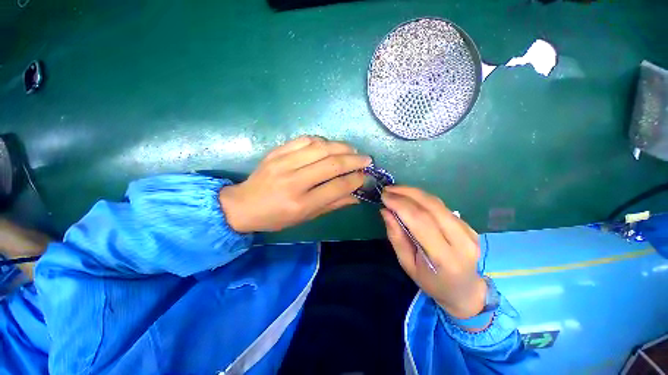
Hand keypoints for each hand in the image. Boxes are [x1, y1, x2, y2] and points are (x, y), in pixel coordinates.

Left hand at [219, 136, 370, 232]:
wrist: (243, 205)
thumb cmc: (276, 217)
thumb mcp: (306, 217)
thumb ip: (333, 204)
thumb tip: (357, 195)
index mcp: (301, 203)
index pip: (337, 187)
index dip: (356, 179)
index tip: (366, 176)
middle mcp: (293, 181)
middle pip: (331, 164)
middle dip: (354, 160)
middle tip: (367, 159)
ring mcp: (283, 163)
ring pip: (320, 148)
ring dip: (341, 147)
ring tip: (353, 150)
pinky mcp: (276, 152)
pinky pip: (304, 140)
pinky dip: (322, 140)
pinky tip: (330, 145)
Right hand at [380, 186, 485, 318]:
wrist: (465, 290)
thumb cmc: (431, 282)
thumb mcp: (407, 264)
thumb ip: (396, 236)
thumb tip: (385, 211)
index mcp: (444, 257)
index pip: (421, 221)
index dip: (400, 205)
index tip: (384, 197)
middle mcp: (461, 241)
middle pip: (431, 207)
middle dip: (406, 193)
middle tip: (387, 190)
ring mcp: (469, 231)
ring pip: (437, 203)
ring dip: (413, 192)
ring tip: (395, 190)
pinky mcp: (469, 225)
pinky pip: (442, 206)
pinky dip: (422, 198)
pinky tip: (410, 198)